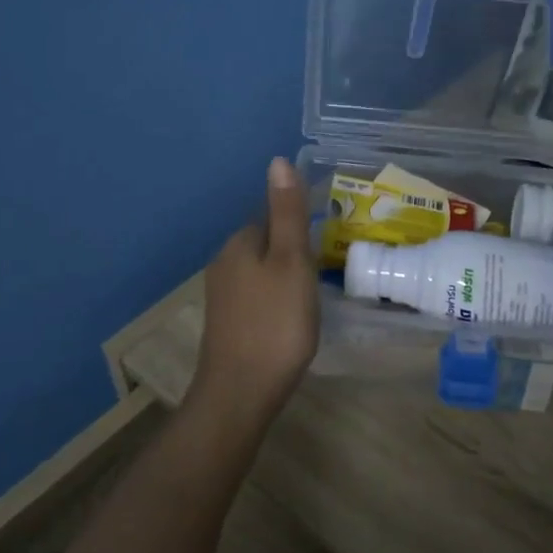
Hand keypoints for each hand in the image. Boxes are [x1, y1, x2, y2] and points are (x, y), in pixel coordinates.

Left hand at [193, 156, 319, 422]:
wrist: (241, 392)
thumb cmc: (275, 322)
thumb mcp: (291, 261)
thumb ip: (287, 212)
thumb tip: (278, 160)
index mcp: (239, 244)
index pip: (270, 215)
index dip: (299, 221)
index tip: (328, 235)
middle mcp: (224, 264)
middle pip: (266, 242)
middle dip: (293, 248)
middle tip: (329, 263)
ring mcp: (223, 297)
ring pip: (262, 271)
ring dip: (286, 274)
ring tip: (317, 290)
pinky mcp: (229, 324)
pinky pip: (258, 296)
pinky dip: (277, 298)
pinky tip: (294, 316)